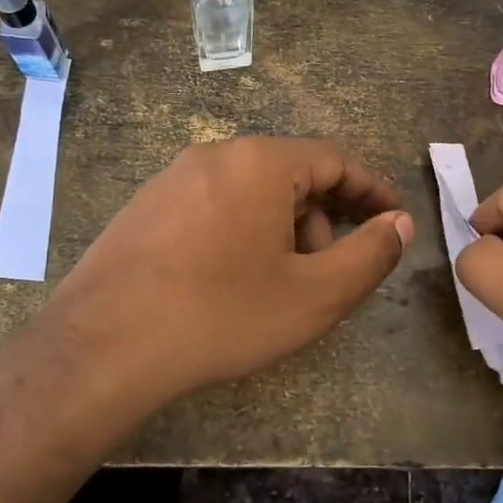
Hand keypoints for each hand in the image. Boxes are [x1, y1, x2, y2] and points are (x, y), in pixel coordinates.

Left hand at [35, 137, 413, 408]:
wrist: (103, 347)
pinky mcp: (145, 206)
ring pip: (250, 193)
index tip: (393, 219)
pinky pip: (212, 206)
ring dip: (280, 231)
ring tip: (275, 287)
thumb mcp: (314, 295)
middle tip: (326, 274)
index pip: (335, 160)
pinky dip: (240, 233)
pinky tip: (228, 282)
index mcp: (260, 162)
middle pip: (291, 176)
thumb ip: (370, 255)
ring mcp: (172, 178)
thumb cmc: (222, 316)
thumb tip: (399, 224)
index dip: (372, 190)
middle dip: (321, 220)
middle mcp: (215, 154)